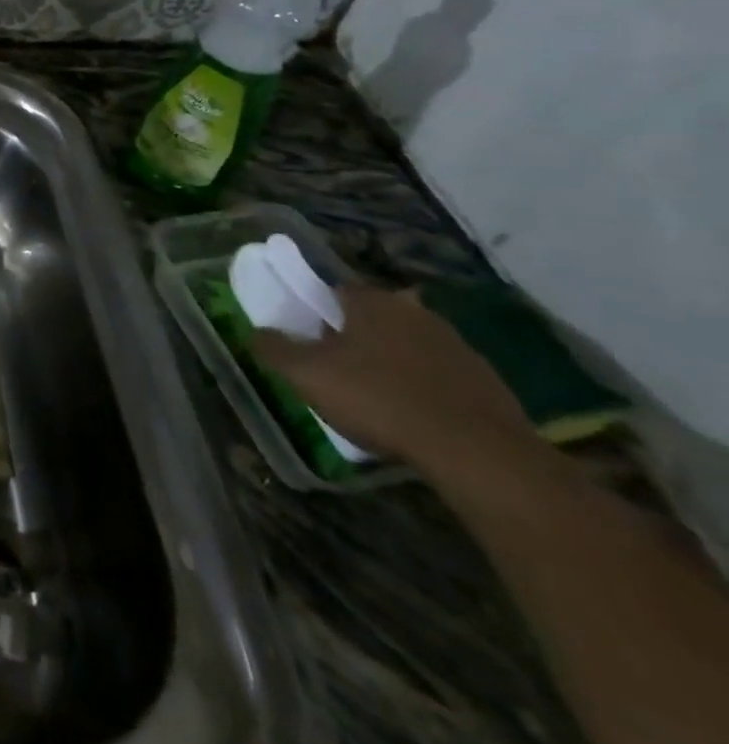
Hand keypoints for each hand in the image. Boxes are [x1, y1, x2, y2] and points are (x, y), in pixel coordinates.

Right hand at [249, 282, 531, 473]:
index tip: (309, 338)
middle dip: (356, 337)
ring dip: (392, 361)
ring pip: (409, 345)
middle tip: (338, 368)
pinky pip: (440, 376)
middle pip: (374, 317)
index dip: (317, 312)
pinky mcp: (488, 382)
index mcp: (372, 301)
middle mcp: (416, 312)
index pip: (334, 290)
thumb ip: (275, 348)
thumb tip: (256, 332)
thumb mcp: (307, 374)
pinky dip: (424, 388)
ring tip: (376, 396)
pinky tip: (414, 417)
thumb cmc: (379, 399)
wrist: (477, 452)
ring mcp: (458, 346)